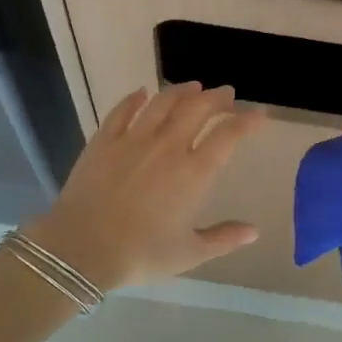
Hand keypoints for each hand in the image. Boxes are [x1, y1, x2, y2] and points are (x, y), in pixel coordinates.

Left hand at [22, 84, 265, 291]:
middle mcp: (168, 147)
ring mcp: (134, 139)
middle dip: (218, 98)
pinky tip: (142, 93)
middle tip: (227, 94)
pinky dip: (136, 98)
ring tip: (193, 87)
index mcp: (194, 173)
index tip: (259, 114)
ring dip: (182, 91)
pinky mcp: (104, 140)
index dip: (247, 121)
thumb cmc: (141, 254)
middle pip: (198, 109)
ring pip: (163, 102)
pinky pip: (123, 110)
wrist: (82, 249)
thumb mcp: (189, 253)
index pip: (228, 135)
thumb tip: (254, 231)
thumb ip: (224, 239)